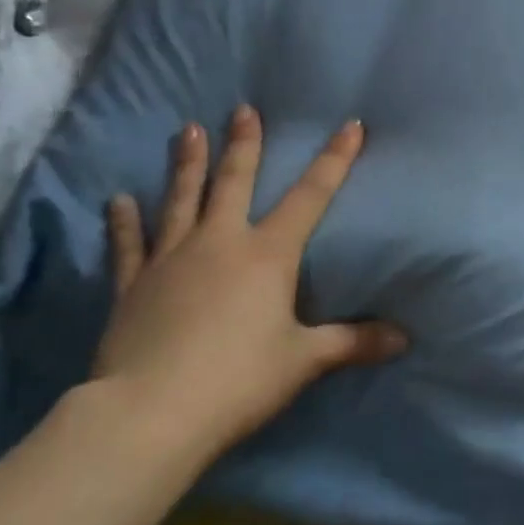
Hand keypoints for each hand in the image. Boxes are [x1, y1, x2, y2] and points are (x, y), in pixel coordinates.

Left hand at [96, 105, 404, 459]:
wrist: (150, 414)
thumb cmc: (239, 379)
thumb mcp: (305, 360)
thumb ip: (353, 342)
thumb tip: (404, 338)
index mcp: (269, 254)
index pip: (312, 196)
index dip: (335, 159)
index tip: (350, 125)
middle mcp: (220, 243)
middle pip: (234, 183)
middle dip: (244, 145)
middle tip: (243, 110)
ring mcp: (171, 260)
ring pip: (181, 201)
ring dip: (186, 165)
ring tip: (186, 131)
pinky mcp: (132, 287)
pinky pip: (129, 245)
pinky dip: (124, 222)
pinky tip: (119, 200)